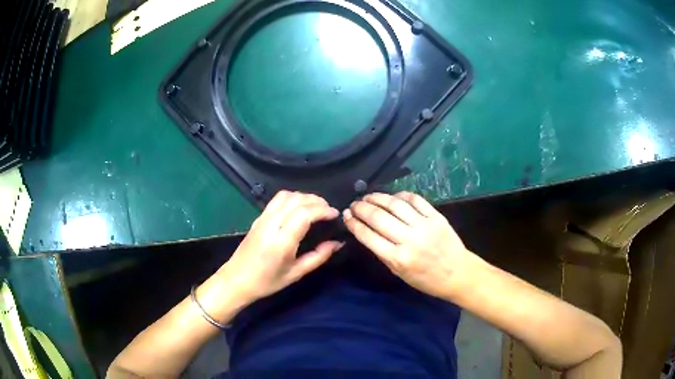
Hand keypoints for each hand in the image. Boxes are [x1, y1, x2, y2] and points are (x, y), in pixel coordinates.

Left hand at [218, 191, 342, 304]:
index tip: (335, 214)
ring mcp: (262, 219)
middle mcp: (271, 224)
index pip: (304, 213)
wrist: (236, 280)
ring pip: (286, 196)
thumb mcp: (296, 274)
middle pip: (296, 200)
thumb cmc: (267, 282)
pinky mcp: (258, 218)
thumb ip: (318, 257)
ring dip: (304, 196)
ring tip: (316, 206)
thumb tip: (337, 243)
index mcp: (282, 241)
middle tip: (329, 210)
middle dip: (316, 200)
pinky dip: (292, 197)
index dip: (322, 210)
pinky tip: (299, 207)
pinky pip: (276, 200)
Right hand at [342, 192, 483, 299]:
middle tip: (354, 204)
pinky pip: (415, 200)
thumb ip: (383, 254)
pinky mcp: (436, 216)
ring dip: (378, 197)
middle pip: (379, 217)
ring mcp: (424, 225)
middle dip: (362, 208)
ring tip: (368, 196)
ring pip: (395, 205)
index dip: (354, 224)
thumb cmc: (427, 280)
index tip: (346, 216)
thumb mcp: (400, 274)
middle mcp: (410, 240)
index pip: (369, 236)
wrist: (458, 274)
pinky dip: (401, 195)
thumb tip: (367, 233)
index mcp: (398, 258)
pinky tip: (393, 196)